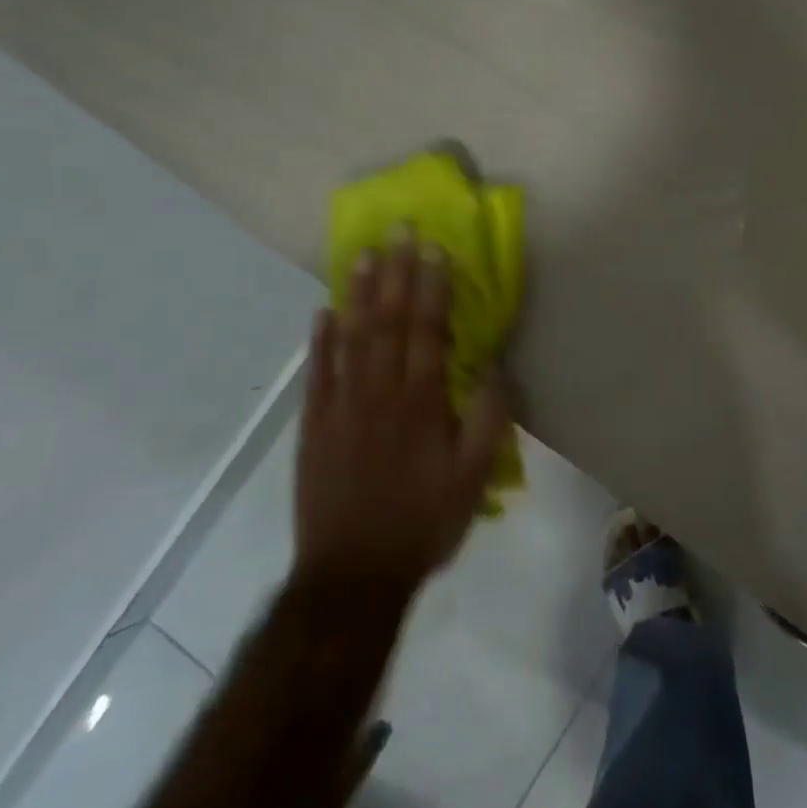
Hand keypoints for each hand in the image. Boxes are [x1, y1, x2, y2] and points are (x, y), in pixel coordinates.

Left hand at [293, 239, 510, 590]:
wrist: (352, 576)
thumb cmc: (423, 522)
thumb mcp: (475, 477)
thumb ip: (488, 418)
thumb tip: (492, 367)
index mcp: (422, 403)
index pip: (428, 331)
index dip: (432, 288)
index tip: (435, 250)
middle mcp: (380, 393)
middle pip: (389, 322)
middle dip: (396, 273)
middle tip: (399, 232)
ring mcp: (341, 407)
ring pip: (351, 338)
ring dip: (359, 293)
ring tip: (363, 255)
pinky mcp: (314, 426)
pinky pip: (317, 373)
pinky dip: (321, 340)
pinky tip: (324, 311)